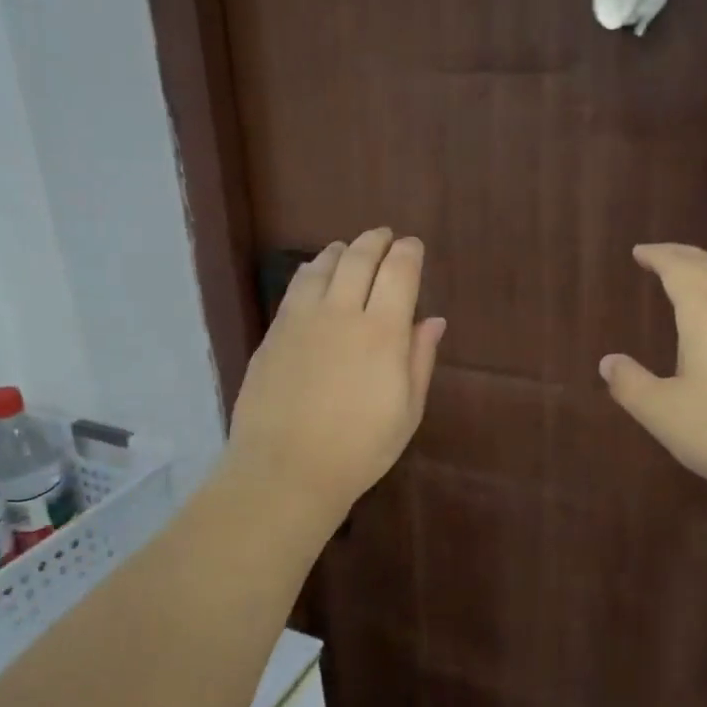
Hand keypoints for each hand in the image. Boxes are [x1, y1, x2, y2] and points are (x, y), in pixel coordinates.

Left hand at [227, 228, 445, 519]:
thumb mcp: (407, 411)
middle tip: (385, 237)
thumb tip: (432, 321)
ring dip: (341, 251)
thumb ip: (419, 359)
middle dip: (376, 241)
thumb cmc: (359, 449)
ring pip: (323, 266)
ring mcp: (302, 319)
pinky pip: (296, 287)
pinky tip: (314, 274)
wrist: (285, 470)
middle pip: (359, 258)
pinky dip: (311, 271)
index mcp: (382, 332)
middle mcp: (342, 313)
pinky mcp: (274, 332)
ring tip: (349, 250)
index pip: (399, 271)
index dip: (408, 252)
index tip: (413, 247)